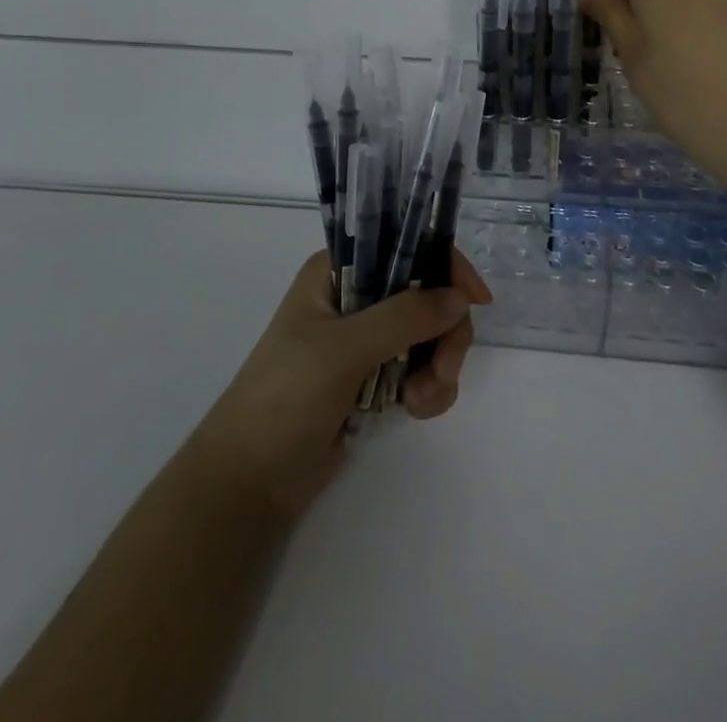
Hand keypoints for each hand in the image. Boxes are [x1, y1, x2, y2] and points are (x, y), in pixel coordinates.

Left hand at [186, 247, 491, 518]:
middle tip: (442, 370)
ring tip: (420, 401)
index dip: (445, 266)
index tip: (476, 300)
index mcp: (338, 270)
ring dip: (437, 367)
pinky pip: (422, 368)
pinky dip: (429, 388)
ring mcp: (367, 338)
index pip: (404, 246)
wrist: (250, 480)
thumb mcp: (342, 350)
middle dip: (443, 333)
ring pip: (430, 334)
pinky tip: (415, 411)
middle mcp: (356, 295)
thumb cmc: (285, 398)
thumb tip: (460, 298)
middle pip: (427, 294)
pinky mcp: (375, 377)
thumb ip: (403, 318)